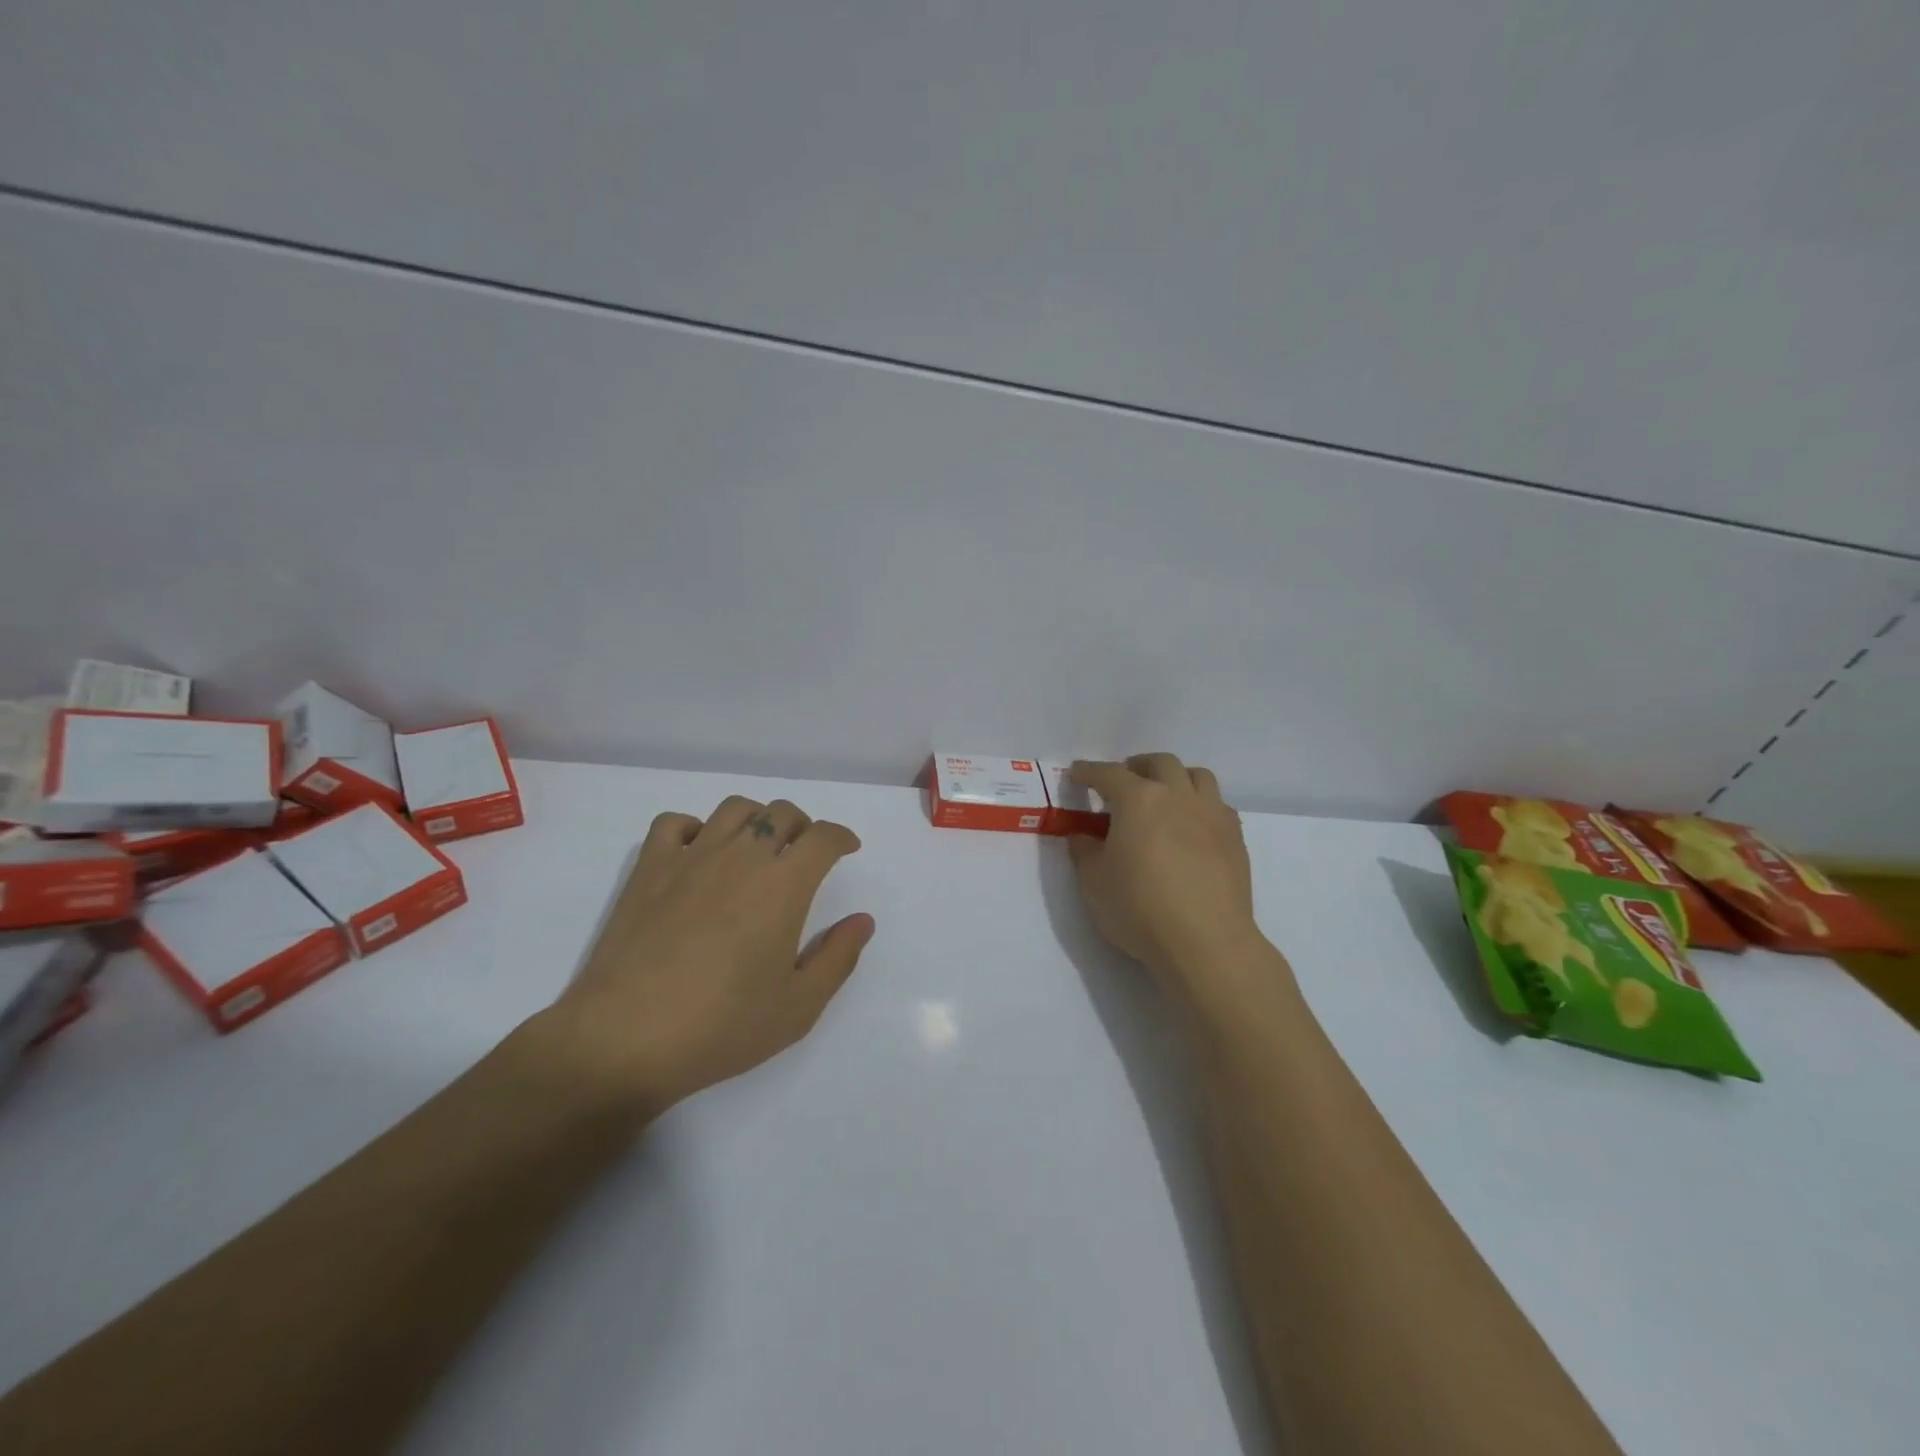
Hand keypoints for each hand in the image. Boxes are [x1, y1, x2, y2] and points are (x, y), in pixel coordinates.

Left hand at [543, 795, 873, 1112]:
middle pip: (780, 813)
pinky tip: (698, 853)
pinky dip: (694, 827)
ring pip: (733, 809)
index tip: (847, 849)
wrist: (626, 1038)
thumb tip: (862, 920)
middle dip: (803, 826)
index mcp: (783, 885)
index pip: (823, 837)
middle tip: (804, 854)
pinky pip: (674, 823)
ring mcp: (690, 857)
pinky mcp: (649, 869)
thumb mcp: (799, 1006)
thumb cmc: (722, 1026)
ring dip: (756, 818)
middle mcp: (741, 856)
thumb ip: (838, 958)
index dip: (841, 837)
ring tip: (757, 846)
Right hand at [1068, 755, 1267, 997]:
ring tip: (1164, 797)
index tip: (1077, 774)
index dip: (1089, 772)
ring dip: (1176, 778)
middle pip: (1160, 763)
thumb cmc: (1139, 909)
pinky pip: (1217, 805)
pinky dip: (1200, 806)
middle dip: (1137, 766)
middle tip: (1123, 783)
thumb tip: (1083, 835)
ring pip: (1197, 776)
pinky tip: (1192, 828)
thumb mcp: (1093, 883)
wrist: (1206, 942)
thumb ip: (1084, 851)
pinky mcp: (1235, 838)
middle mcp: (1177, 796)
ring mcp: (1211, 814)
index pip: (1108, 774)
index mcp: (1138, 800)